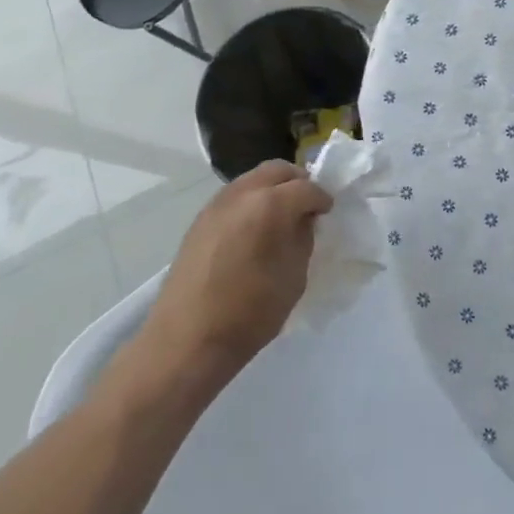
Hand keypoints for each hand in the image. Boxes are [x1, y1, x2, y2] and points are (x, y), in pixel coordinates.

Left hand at [112, 162, 332, 402]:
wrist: (185, 342)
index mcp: (270, 205)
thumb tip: (303, 220)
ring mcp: (216, 204)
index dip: (321, 199)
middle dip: (297, 182)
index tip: (327, 213)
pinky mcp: (199, 220)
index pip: (306, 188)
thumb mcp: (294, 278)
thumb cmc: (249, 314)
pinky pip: (234, 196)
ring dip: (272, 189)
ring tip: (280, 217)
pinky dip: (251, 201)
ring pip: (253, 179)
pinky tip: (253, 229)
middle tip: (306, 206)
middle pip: (277, 170)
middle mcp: (242, 194)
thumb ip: (303, 239)